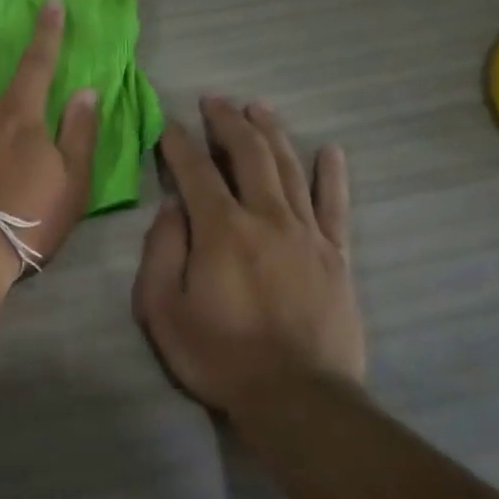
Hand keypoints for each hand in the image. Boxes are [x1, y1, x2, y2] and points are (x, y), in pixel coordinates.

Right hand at [132, 97, 363, 420]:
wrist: (297, 397)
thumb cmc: (218, 354)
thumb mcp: (161, 309)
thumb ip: (161, 252)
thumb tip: (172, 209)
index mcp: (221, 229)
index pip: (196, 170)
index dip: (178, 142)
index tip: (166, 123)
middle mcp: (267, 218)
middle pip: (249, 155)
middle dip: (228, 122)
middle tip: (214, 101)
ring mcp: (308, 234)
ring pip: (290, 169)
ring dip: (272, 134)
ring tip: (258, 108)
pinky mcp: (337, 255)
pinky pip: (336, 205)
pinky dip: (332, 175)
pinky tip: (330, 151)